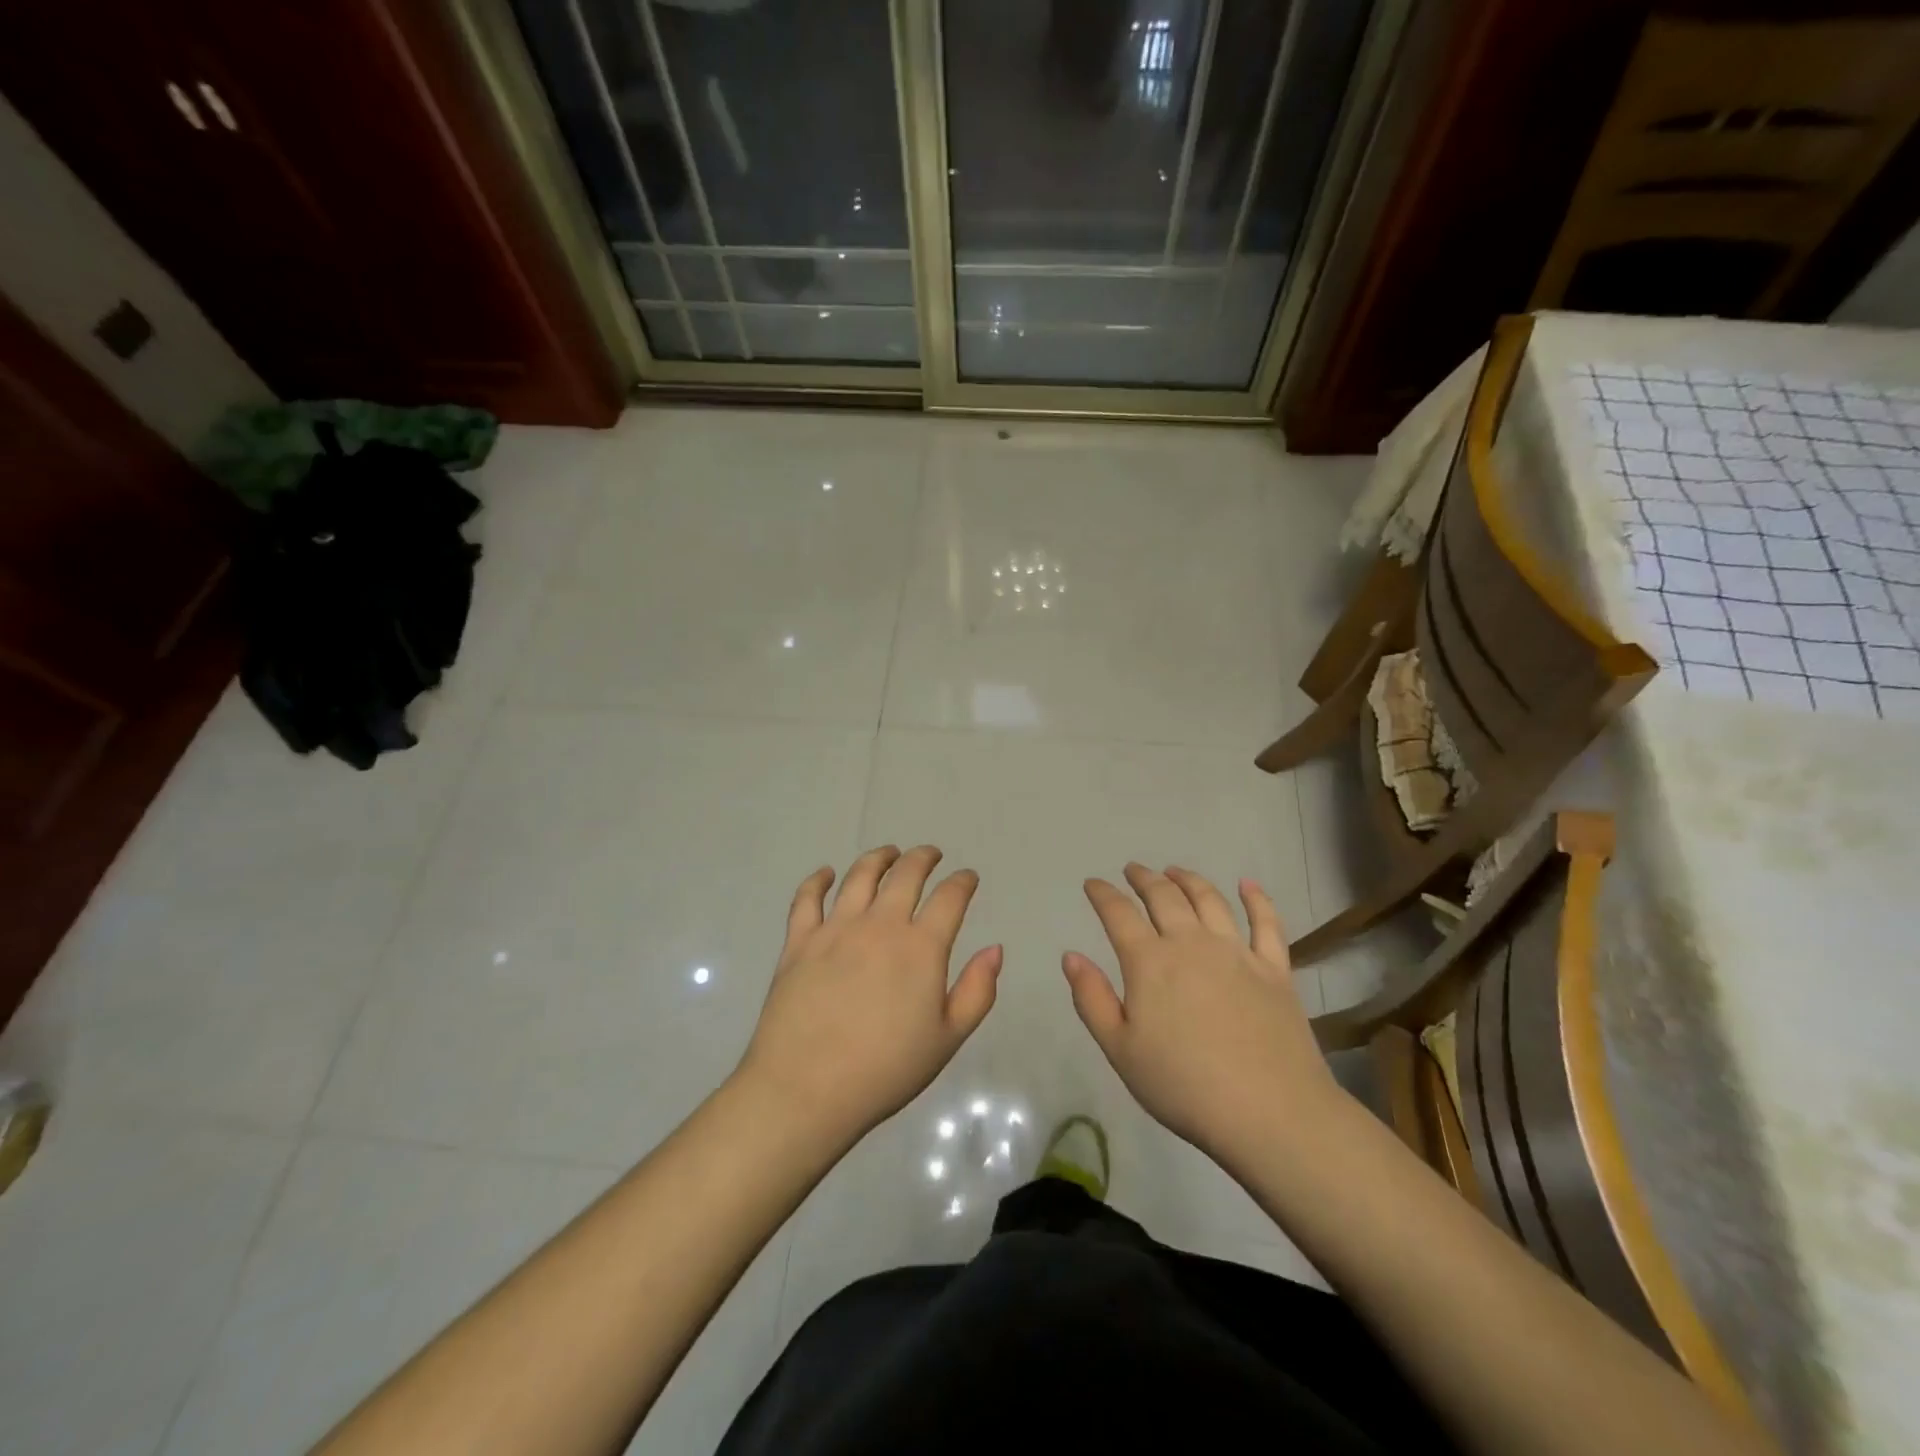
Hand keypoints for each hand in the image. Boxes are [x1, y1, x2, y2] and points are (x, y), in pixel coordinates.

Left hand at [735, 845, 1001, 1148]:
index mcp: (921, 947)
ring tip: (889, 853)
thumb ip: (977, 991)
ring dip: (879, 858)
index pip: (949, 898)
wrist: (807, 1089)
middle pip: (906, 875)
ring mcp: (836, 929)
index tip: (968, 877)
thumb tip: (995, 948)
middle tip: (931, 854)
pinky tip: (826, 874)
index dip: (962, 882)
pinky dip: (817, 880)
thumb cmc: (886, 1069)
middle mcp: (880, 925)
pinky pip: (807, 899)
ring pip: (860, 876)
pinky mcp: (799, 941)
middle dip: (923, 858)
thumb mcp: (947, 1039)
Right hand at [1062, 864, 1340, 1167]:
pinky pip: (1267, 923)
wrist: (1269, 1112)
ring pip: (1209, 900)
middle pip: (1164, 897)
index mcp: (1150, 962)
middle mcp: (1191, 943)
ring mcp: (1237, 952)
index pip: (1119, 913)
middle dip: (1144, 878)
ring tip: (1175, 871)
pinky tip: (1248, 885)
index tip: (1093, 884)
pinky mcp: (1274, 969)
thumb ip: (1092, 999)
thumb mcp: (1120, 1050)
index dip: (1103, 894)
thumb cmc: (1183, 1086)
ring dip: (1188, 879)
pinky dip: (1256, 899)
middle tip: (1133, 870)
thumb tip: (1071, 956)